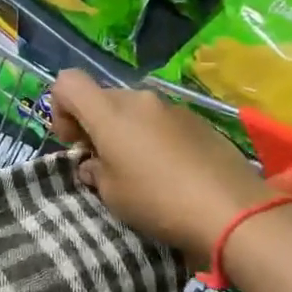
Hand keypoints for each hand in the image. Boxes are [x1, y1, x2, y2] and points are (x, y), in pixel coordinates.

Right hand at [49, 70, 274, 263]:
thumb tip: (95, 164)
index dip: (60, 108)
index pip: (68, 82)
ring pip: (134, 110)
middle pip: (102, 98)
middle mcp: (139, 99)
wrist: (231, 210)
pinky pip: (162, 121)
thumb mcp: (111, 194)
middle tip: (104, 163)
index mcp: (110, 112)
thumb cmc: (158, 201)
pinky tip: (170, 171)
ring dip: (126, 132)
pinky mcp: (198, 120)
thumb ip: (95, 171)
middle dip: (95, 125)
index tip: (75, 143)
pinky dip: (154, 138)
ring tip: (141, 170)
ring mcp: (172, 107)